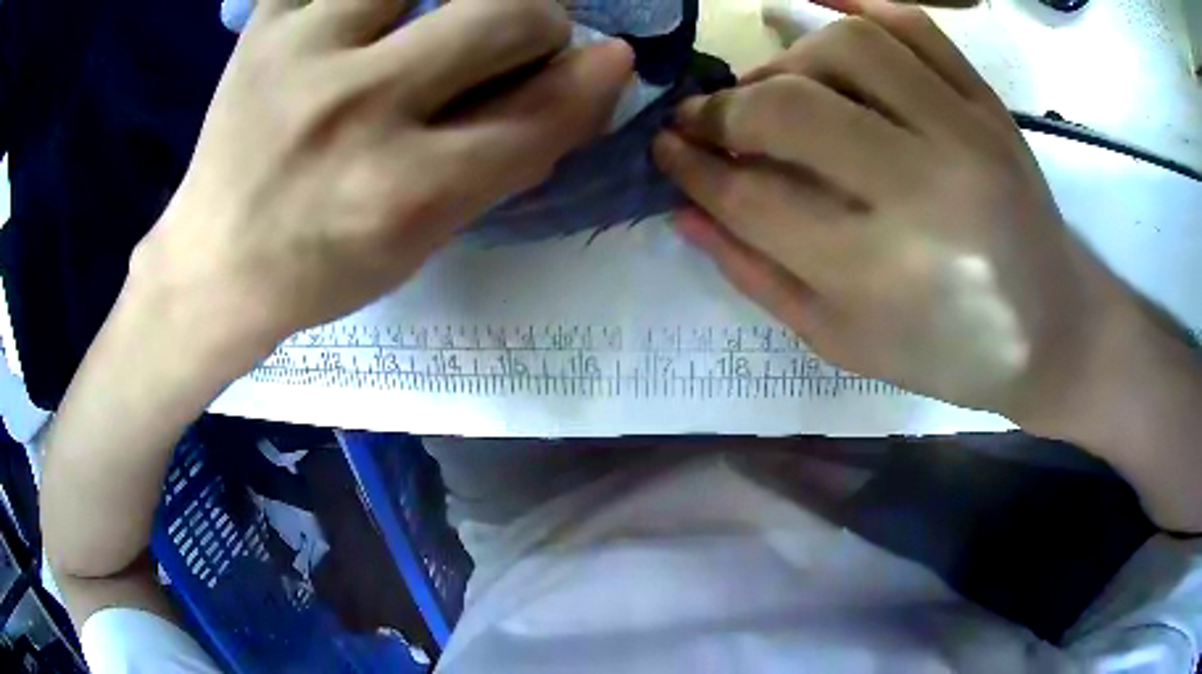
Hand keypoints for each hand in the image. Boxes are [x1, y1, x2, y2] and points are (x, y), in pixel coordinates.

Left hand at [134, 0, 632, 362]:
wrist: (213, 263)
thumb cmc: (323, 266)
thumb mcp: (426, 239)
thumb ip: (511, 155)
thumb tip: (591, 77)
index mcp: (403, 191)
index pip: (544, 109)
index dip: (593, 79)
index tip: (606, 59)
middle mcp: (356, 110)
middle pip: (509, 13)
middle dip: (537, 21)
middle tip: (509, 39)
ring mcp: (302, 52)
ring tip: (437, 18)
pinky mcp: (265, 24)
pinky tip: (380, 16)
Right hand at [653, 0, 1132, 428]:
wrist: (1055, 333)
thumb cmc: (952, 356)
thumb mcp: (848, 343)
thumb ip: (760, 276)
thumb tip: (685, 212)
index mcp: (881, 275)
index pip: (752, 197)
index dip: (692, 168)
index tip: (663, 149)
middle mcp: (925, 190)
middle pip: (791, 109)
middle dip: (724, 109)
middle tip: (704, 119)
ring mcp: (966, 134)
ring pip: (848, 48)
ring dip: (786, 59)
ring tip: (772, 86)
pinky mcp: (990, 106)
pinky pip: (914, 25)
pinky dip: (856, 1)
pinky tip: (815, 9)